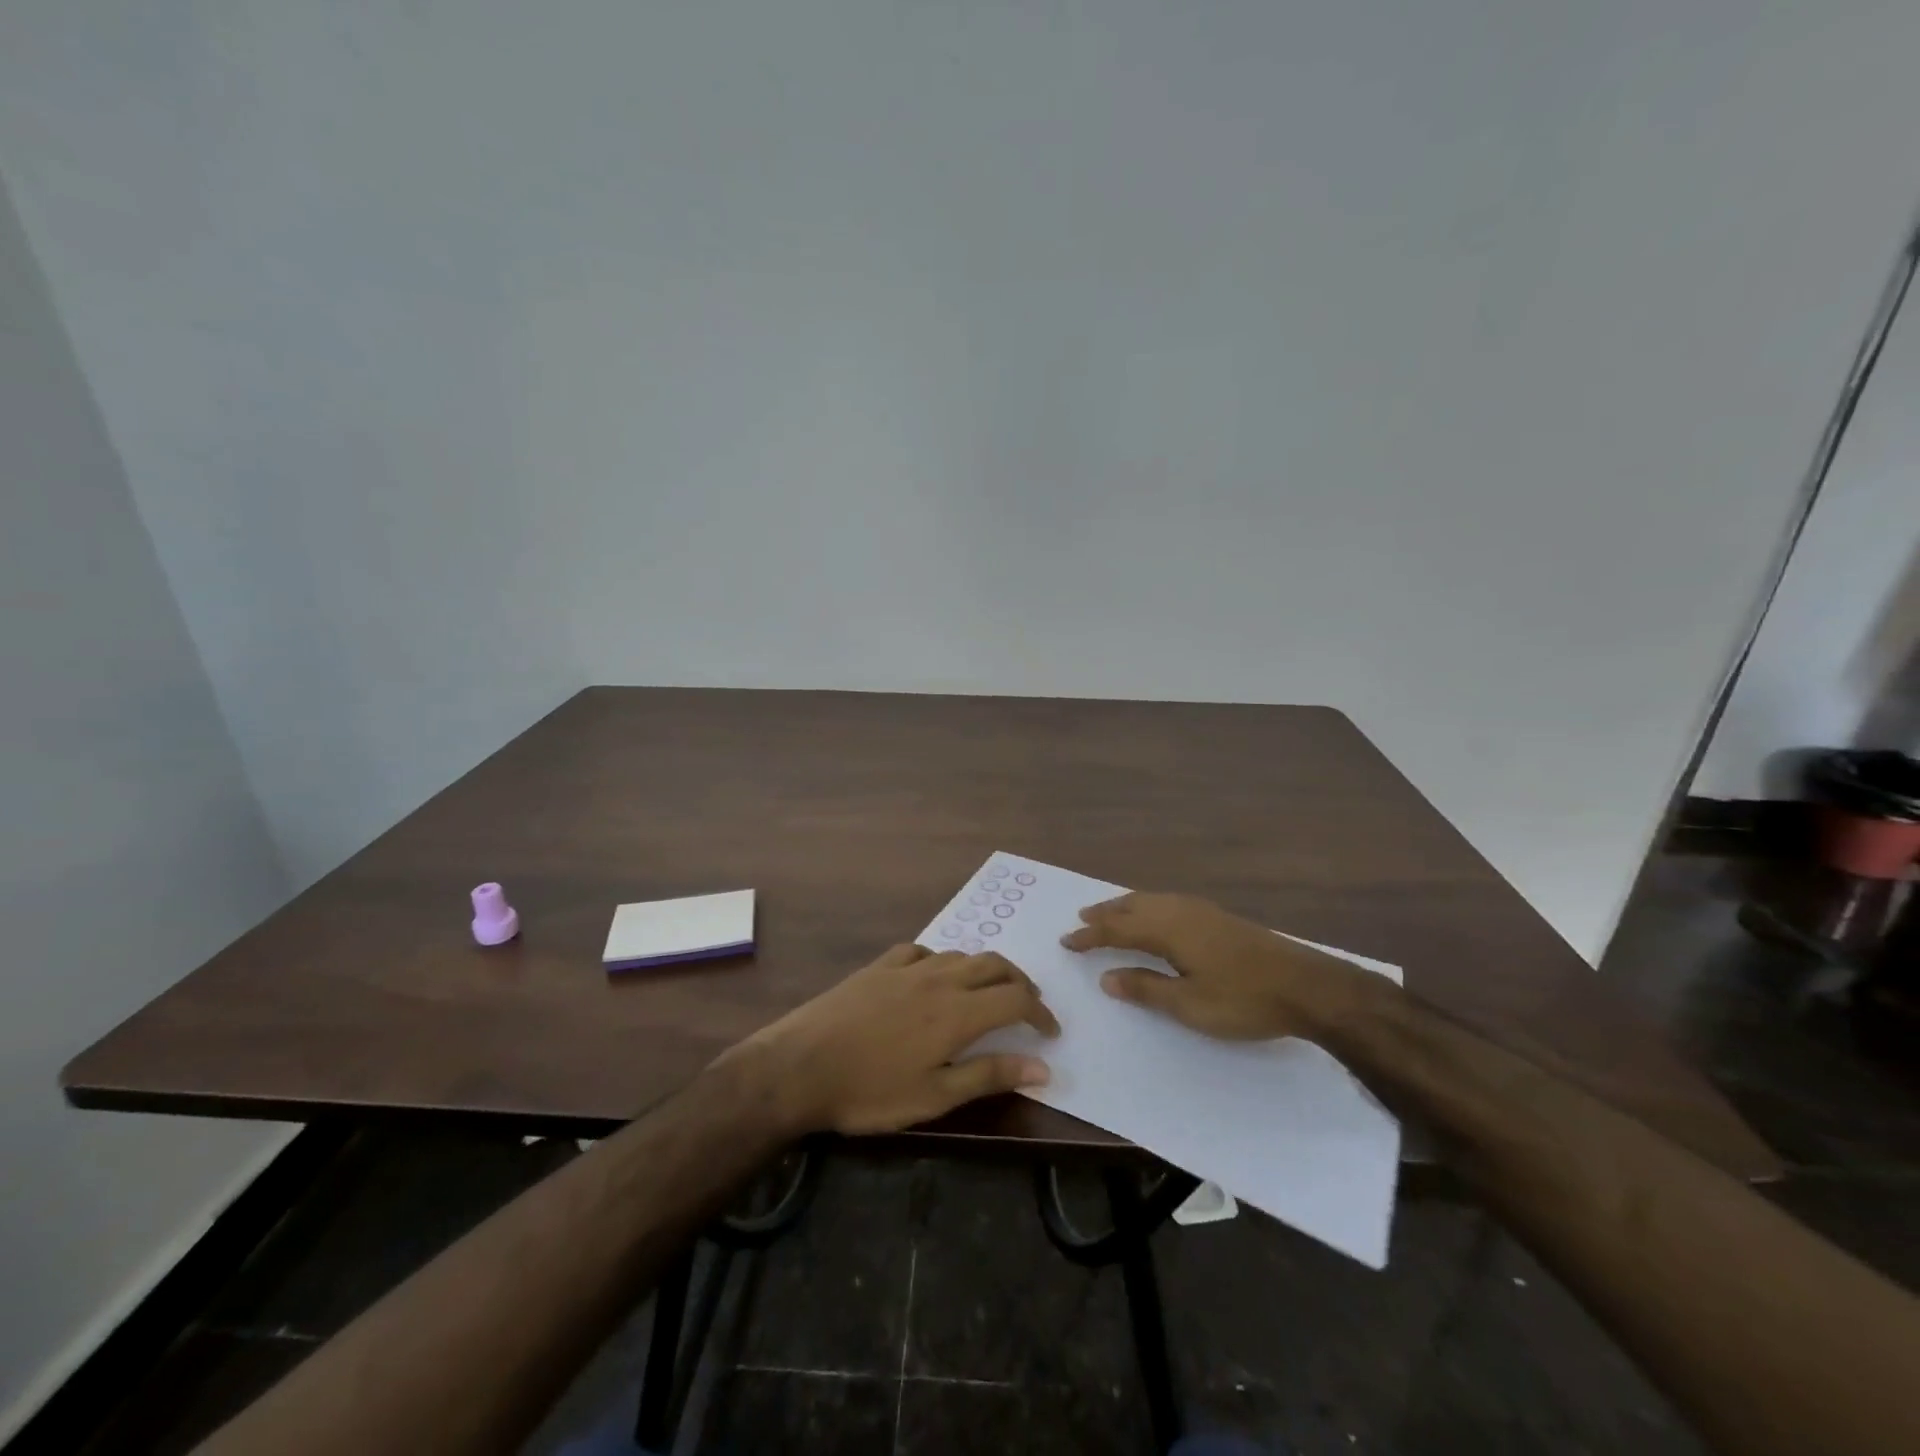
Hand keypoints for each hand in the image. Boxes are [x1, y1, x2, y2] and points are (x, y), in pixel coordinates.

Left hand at [736, 944, 1058, 1135]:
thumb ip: (989, 1076)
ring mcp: (907, 968)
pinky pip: (923, 951)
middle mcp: (940, 979)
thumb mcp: (934, 1096)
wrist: (799, 1065)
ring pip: (961, 954)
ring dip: (985, 969)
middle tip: (1029, 1007)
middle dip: (1020, 983)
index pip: (1016, 999)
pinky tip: (934, 976)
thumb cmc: (869, 1091)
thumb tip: (1043, 1068)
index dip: (1040, 1012)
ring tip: (988, 992)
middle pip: (995, 965)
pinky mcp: (879, 965)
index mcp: (958, 1012)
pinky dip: (942, 961)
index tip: (1050, 1032)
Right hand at [1061, 892, 1378, 1040]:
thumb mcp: (1190, 1005)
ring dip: (1125, 907)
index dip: (1090, 936)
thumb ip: (1146, 988)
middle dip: (1104, 914)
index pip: (1118, 929)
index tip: (1067, 942)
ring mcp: (1202, 910)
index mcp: (1169, 930)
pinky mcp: (1219, 917)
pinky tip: (1155, 915)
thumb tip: (1106, 976)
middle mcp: (1180, 911)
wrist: (1308, 987)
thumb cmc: (1244, 1000)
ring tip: (1109, 913)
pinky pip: (1168, 902)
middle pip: (1132, 906)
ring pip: (1152, 900)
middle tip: (1080, 920)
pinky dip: (1147, 905)